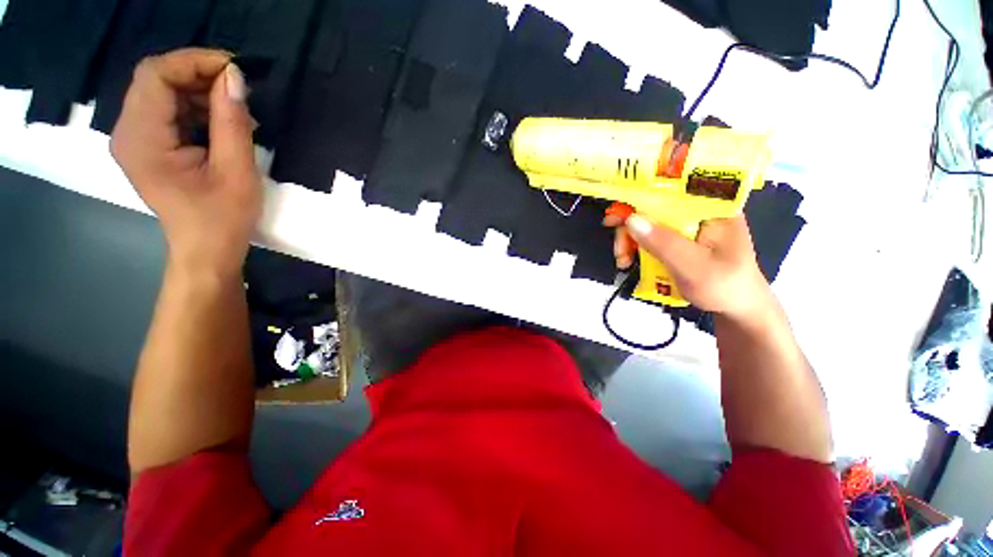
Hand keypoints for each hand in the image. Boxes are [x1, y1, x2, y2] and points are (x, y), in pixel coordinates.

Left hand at [110, 48, 260, 276]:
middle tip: (239, 90)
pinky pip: (166, 112)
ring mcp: (135, 140)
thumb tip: (234, 77)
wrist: (206, 251)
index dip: (192, 61)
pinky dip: (195, 108)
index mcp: (141, 139)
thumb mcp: (237, 171)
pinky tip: (221, 122)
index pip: (154, 75)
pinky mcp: (147, 147)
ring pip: (162, 93)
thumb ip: (232, 122)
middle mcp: (127, 133)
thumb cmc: (223, 218)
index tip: (234, 69)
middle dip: (198, 76)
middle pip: (155, 80)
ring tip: (236, 112)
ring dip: (199, 93)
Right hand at [605, 212, 773, 319]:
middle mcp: (698, 209)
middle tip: (618, 249)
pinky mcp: (677, 238)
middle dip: (630, 228)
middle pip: (653, 207)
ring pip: (647, 222)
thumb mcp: (694, 267)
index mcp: (713, 207)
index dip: (639, 197)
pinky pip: (649, 235)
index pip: (672, 189)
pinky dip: (635, 247)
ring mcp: (686, 224)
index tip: (615, 216)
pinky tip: (629, 261)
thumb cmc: (724, 287)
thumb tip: (631, 219)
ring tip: (623, 261)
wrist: (736, 308)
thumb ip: (664, 243)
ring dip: (629, 240)